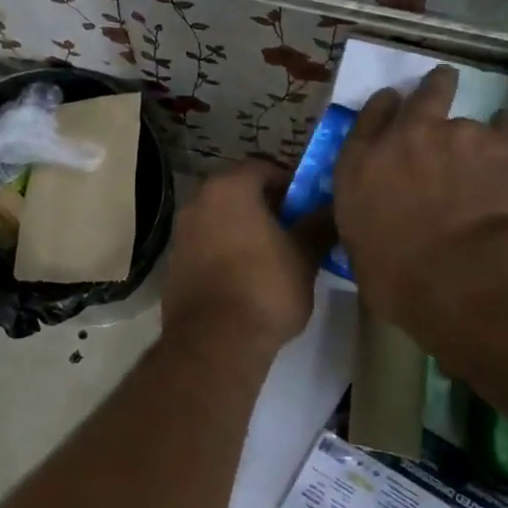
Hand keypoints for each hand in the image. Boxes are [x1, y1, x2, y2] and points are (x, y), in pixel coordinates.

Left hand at [162, 161, 327, 351]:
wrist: (214, 341)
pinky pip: (206, 245)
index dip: (290, 182)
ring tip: (274, 255)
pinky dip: (225, 251)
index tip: (309, 205)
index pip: (262, 166)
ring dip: (244, 229)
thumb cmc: (264, 287)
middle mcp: (197, 202)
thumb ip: (319, 224)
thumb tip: (333, 208)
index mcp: (228, 188)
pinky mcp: (174, 265)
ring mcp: (181, 234)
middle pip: (237, 191)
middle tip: (295, 228)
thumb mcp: (304, 255)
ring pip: (220, 219)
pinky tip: (247, 277)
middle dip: (266, 205)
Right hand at [333, 66, 507, 327]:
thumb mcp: (365, 255)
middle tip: (443, 88)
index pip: (368, 119)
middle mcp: (406, 138)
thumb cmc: (403, 282)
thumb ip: (371, 224)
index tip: (394, 103)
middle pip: (422, 96)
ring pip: (473, 120)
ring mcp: (461, 135)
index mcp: (360, 167)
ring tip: (488, 156)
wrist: (472, 279)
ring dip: (477, 135)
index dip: (383, 108)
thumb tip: (383, 226)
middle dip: (434, 89)